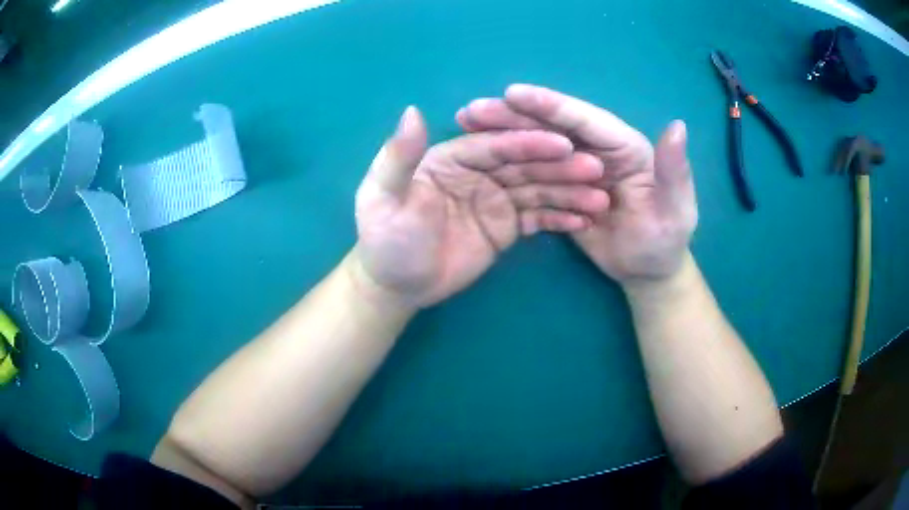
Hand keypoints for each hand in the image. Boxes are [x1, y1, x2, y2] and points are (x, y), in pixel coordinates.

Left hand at [353, 106, 609, 306]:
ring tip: (600, 198)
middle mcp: (479, 172)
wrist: (398, 286)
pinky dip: (560, 218)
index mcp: (453, 158)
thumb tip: (413, 110)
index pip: (495, 145)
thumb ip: (397, 158)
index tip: (564, 143)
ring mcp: (496, 199)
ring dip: (568, 191)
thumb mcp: (382, 200)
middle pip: (524, 164)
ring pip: (537, 190)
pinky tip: (585, 220)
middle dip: (559, 165)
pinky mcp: (507, 226)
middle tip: (595, 169)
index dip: (528, 143)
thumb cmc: (386, 242)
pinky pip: (538, 218)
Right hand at [456, 84, 697, 283]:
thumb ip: (674, 171)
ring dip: (501, 135)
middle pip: (552, 126)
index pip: (584, 119)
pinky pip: (533, 171)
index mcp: (624, 146)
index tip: (510, 93)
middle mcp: (598, 149)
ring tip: (464, 129)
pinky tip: (479, 159)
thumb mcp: (676, 210)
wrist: (647, 272)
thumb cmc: (665, 242)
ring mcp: (577, 168)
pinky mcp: (563, 188)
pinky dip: (507, 163)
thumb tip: (677, 125)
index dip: (548, 105)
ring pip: (537, 144)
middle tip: (471, 111)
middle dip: (513, 115)